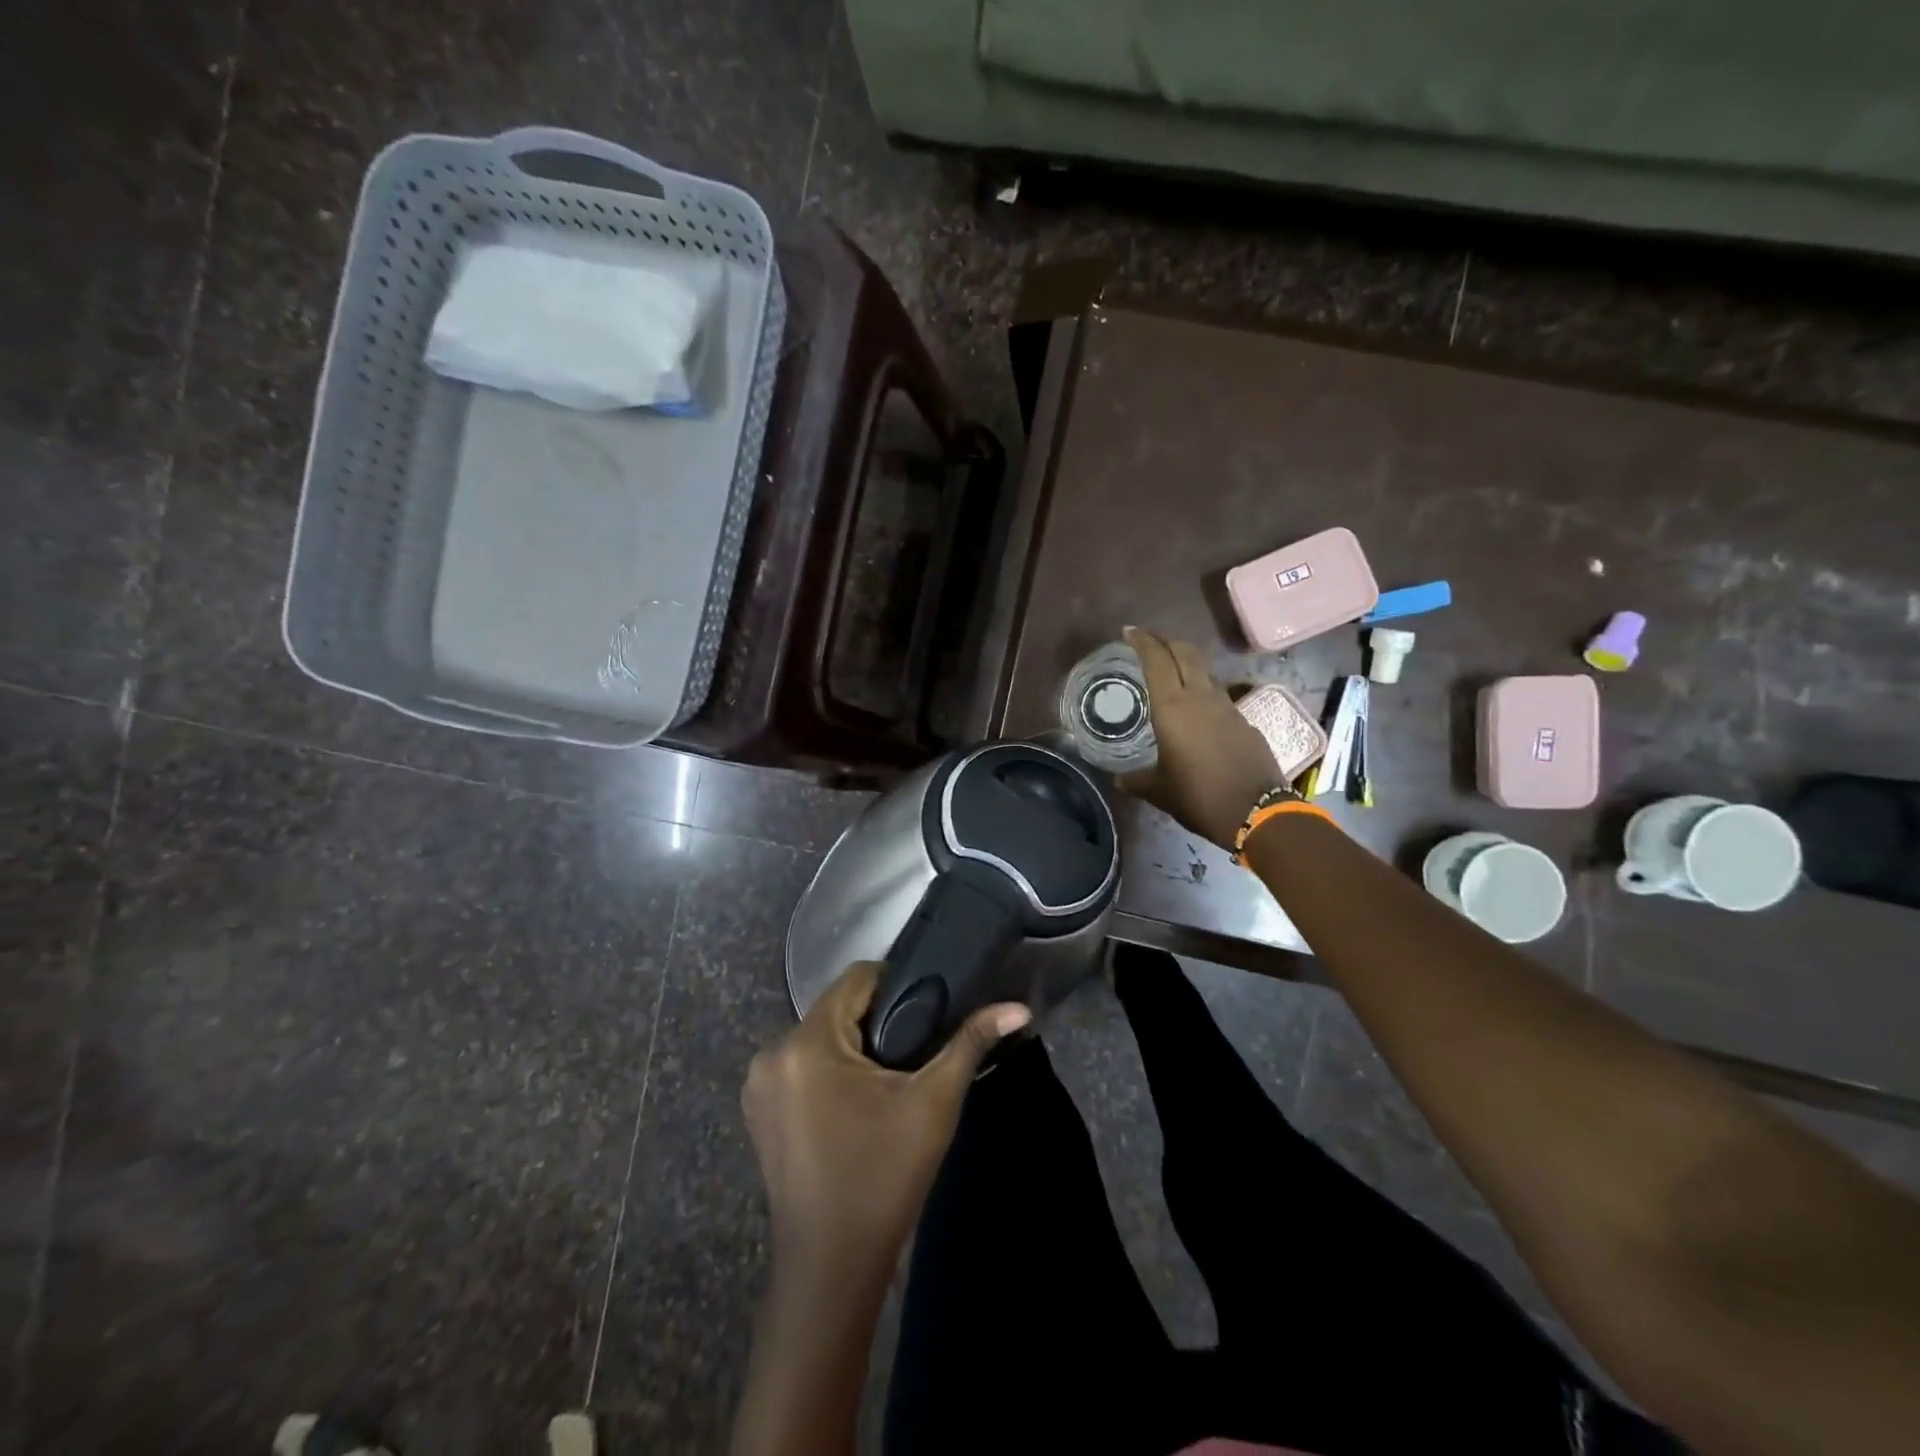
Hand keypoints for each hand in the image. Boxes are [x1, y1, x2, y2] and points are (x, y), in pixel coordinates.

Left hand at [741, 962, 1030, 1293]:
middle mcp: (772, 1054)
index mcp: (806, 1043)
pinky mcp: (759, 1112)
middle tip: (915, 1048)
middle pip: (835, 1008)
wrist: (831, 1269)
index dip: (895, 983)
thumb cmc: (883, 1178)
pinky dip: (829, 1071)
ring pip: (819, 1037)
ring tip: (891, 1076)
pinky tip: (856, 1103)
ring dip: (853, 1046)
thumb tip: (1018, 1008)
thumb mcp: (933, 1103)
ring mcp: (759, 1085)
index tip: (927, 1008)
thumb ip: (970, 1043)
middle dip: (876, 1020)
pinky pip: (801, 1066)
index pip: (855, 978)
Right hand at [1119, 625, 1284, 850]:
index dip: (1143, 641)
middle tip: (1150, 643)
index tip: (1129, 632)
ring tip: (1172, 674)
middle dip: (1166, 642)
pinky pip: (1219, 698)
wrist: (1257, 812)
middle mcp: (1201, 698)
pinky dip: (1204, 693)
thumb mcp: (1159, 791)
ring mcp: (1228, 707)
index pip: (1157, 660)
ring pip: (1205, 672)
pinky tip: (1198, 713)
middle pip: (1186, 653)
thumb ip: (1137, 781)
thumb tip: (1120, 780)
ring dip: (1187, 665)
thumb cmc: (1198, 796)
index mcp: (1173, 707)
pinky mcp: (1245, 722)